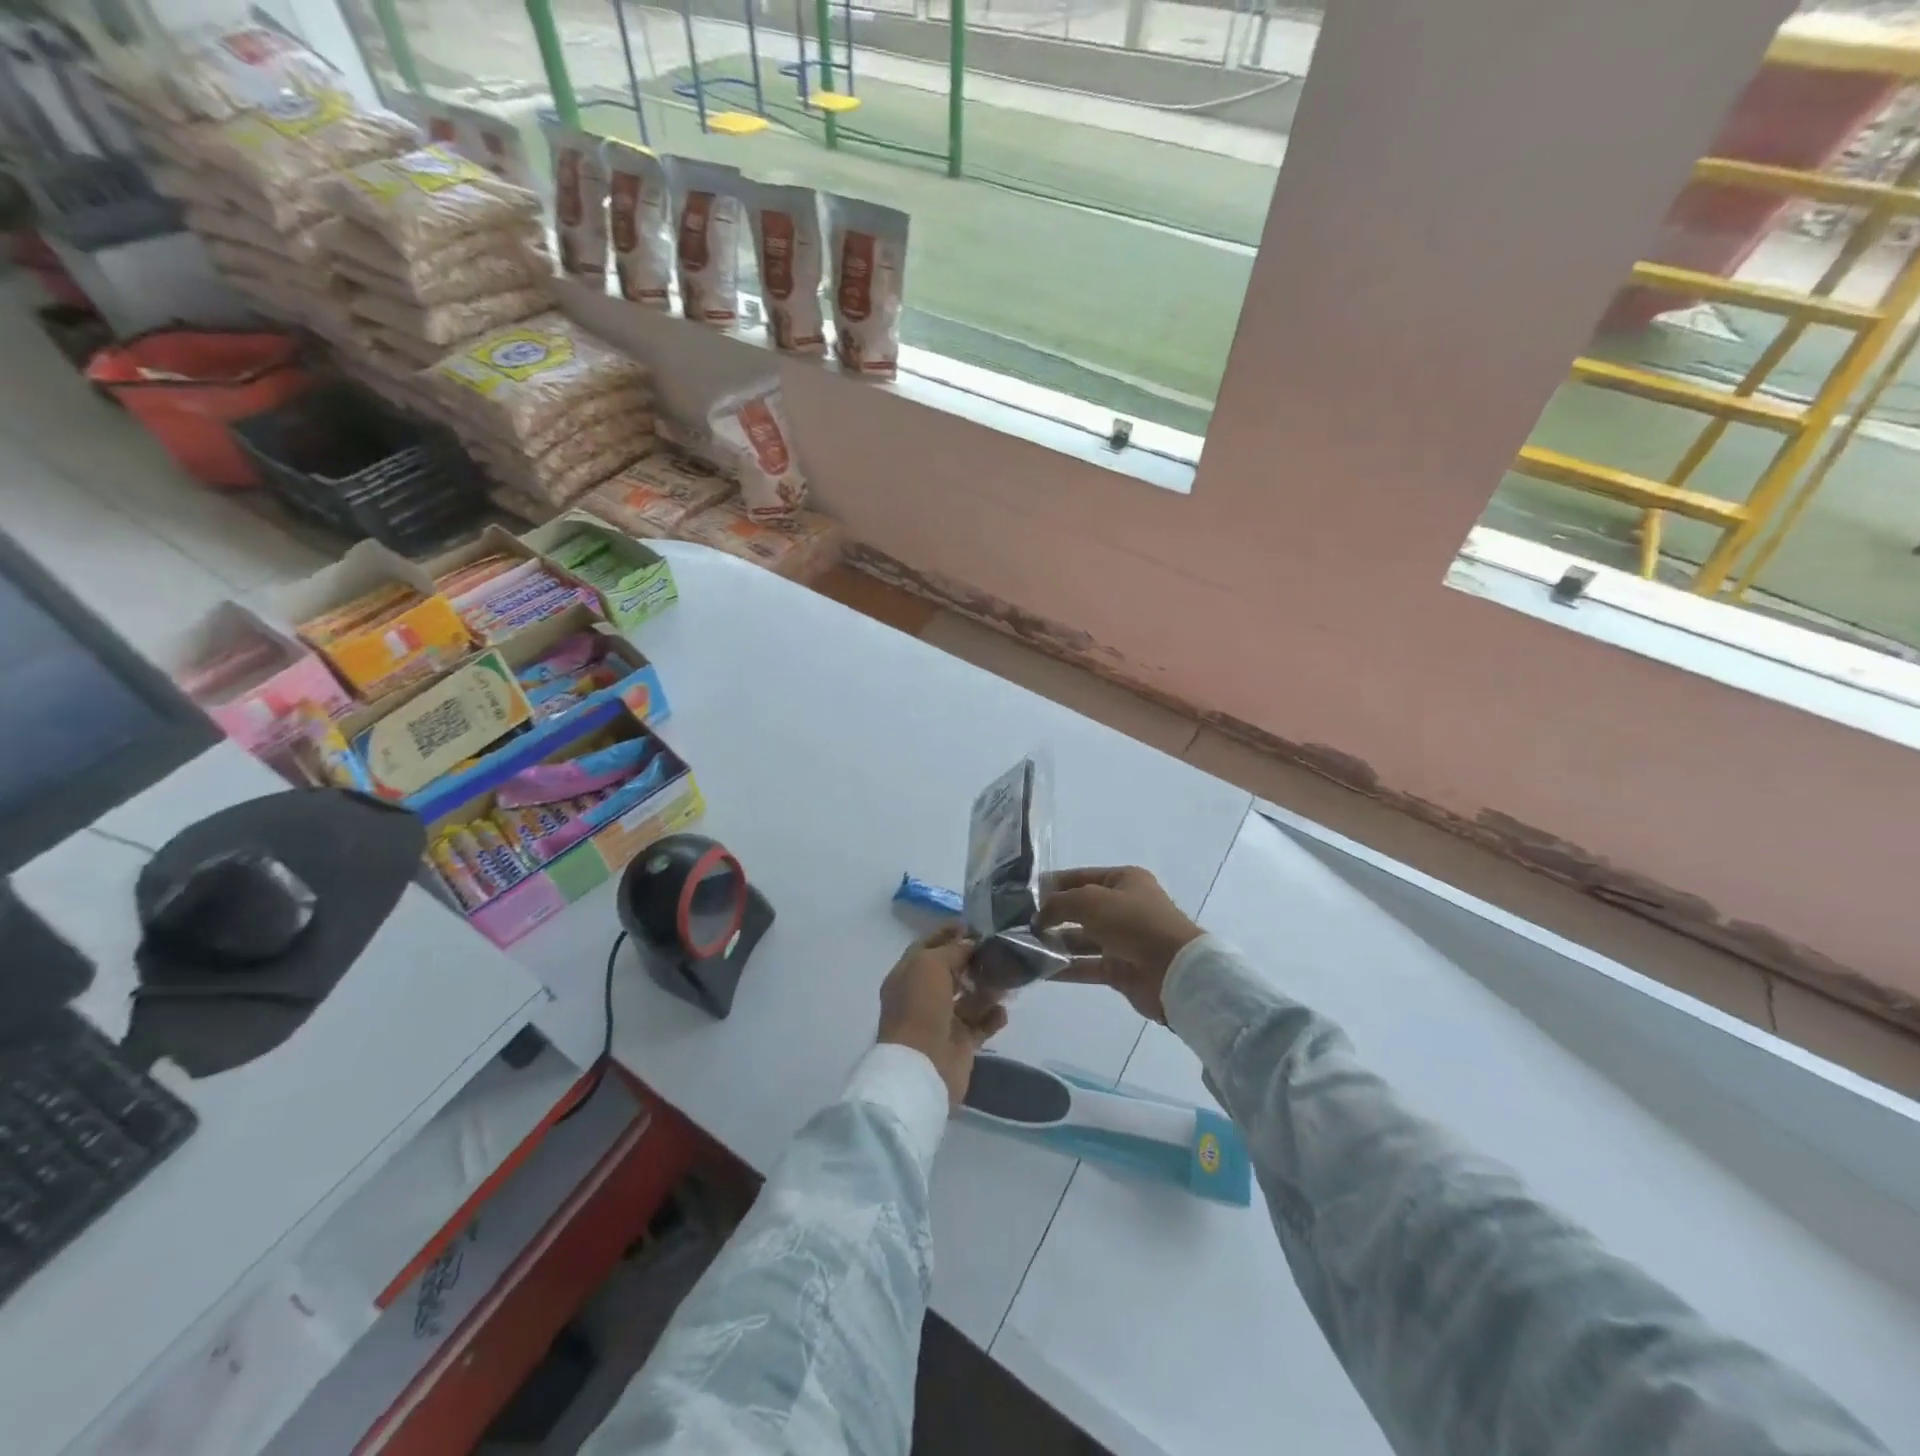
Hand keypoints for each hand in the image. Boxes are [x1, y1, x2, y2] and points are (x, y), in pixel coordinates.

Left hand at [878, 926, 1009, 1107]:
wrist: (921, 1066)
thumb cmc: (920, 1007)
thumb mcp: (930, 965)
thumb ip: (952, 950)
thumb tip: (970, 942)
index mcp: (907, 975)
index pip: (928, 946)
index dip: (948, 933)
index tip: (973, 923)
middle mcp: (922, 996)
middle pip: (951, 971)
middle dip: (973, 960)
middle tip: (999, 949)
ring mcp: (941, 1021)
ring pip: (969, 998)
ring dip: (987, 988)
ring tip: (1007, 979)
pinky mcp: (960, 1043)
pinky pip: (981, 1025)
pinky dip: (992, 1017)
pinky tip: (1002, 1011)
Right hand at [1035, 866, 1201, 1022]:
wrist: (1175, 970)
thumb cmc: (1134, 923)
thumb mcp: (1091, 901)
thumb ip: (1059, 904)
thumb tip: (1038, 915)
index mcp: (1123, 881)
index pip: (1080, 878)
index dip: (1052, 885)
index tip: (1022, 896)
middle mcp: (1123, 907)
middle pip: (1079, 909)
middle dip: (1050, 916)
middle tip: (1017, 925)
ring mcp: (1122, 940)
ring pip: (1081, 939)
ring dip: (1054, 943)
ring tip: (1022, 948)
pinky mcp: (1120, 970)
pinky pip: (1086, 966)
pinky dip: (1064, 968)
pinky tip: (1038, 970)